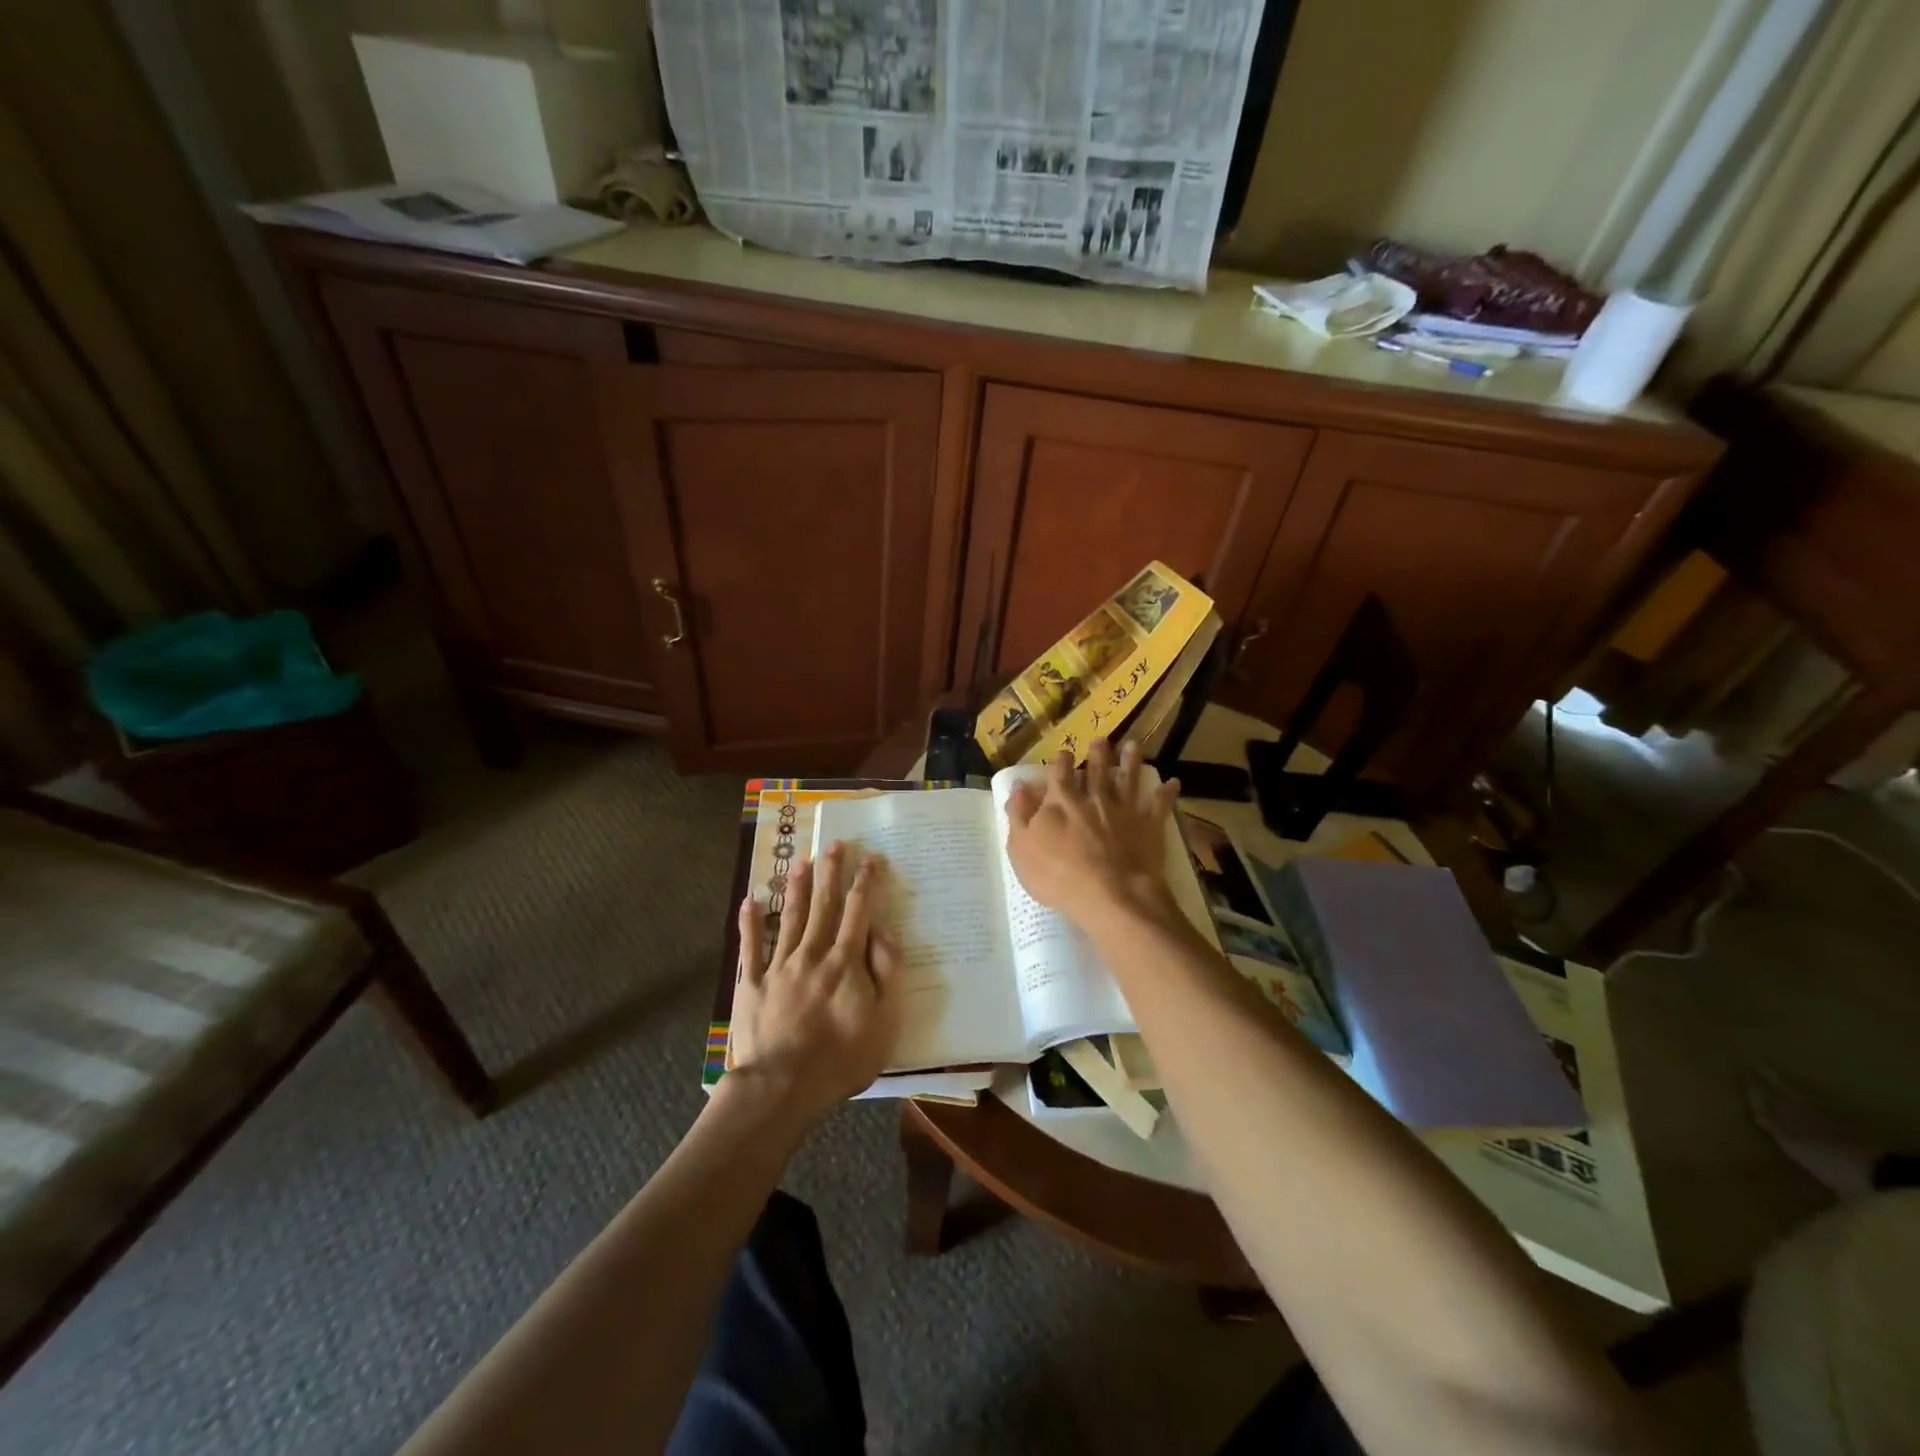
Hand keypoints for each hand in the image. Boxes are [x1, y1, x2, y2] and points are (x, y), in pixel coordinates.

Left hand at [731, 843, 904, 1122]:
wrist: (782, 1088)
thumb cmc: (842, 1059)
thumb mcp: (885, 1020)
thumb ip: (887, 972)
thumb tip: (883, 930)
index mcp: (846, 962)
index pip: (859, 911)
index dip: (866, 882)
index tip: (870, 858)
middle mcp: (813, 954)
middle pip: (824, 905)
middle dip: (831, 872)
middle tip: (834, 844)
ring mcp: (780, 967)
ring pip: (791, 917)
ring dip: (798, 887)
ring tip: (802, 861)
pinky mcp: (753, 985)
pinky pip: (752, 947)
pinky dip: (750, 922)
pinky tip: (750, 900)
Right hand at [1004, 739, 1179, 926]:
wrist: (1109, 895)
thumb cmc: (1057, 875)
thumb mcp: (1021, 848)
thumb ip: (1018, 815)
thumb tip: (1018, 787)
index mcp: (1061, 802)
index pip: (1060, 774)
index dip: (1062, 762)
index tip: (1065, 753)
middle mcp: (1094, 799)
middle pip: (1097, 771)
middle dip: (1098, 754)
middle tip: (1102, 740)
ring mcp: (1124, 811)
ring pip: (1128, 780)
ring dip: (1130, 762)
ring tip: (1132, 746)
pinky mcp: (1148, 828)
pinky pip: (1159, 806)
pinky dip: (1166, 794)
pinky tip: (1173, 782)